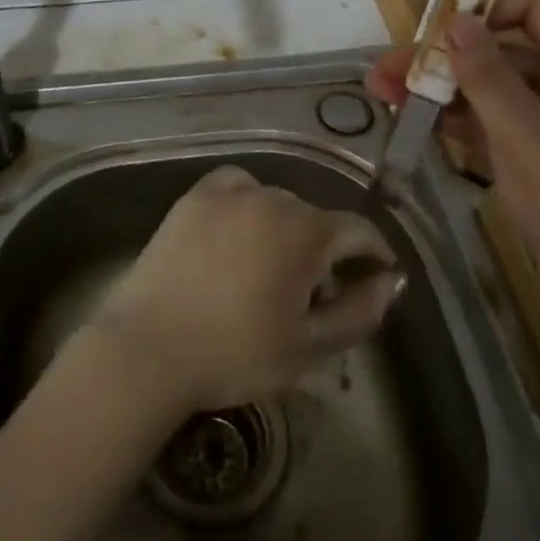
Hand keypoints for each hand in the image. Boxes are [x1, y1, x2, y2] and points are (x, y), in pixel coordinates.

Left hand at [87, 165, 405, 412]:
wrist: (148, 349)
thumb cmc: (236, 354)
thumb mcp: (310, 346)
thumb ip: (360, 311)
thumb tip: (391, 280)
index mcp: (306, 231)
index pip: (357, 230)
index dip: (374, 252)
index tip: (377, 275)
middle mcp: (271, 198)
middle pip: (315, 218)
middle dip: (326, 250)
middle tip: (315, 294)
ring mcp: (227, 194)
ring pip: (276, 202)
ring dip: (286, 228)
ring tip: (273, 266)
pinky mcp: (192, 199)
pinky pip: (235, 186)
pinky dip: (247, 202)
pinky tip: (241, 227)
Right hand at [367, 0, 539, 331]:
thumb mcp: (525, 133)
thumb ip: (486, 74)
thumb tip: (454, 19)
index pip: (533, 8)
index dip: (480, 11)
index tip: (429, 28)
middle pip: (501, 50)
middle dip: (442, 59)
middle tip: (383, 68)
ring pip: (491, 88)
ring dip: (440, 89)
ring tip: (381, 93)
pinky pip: (494, 121)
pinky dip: (457, 119)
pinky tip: (413, 119)